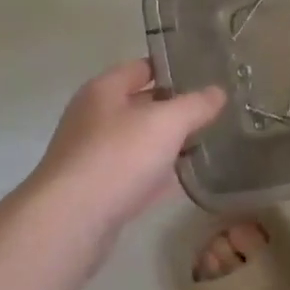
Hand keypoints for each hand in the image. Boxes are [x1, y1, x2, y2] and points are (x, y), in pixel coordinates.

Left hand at [27, 61, 224, 231]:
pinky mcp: (97, 191)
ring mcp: (92, 156)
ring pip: (138, 141)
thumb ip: (195, 104)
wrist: (71, 222)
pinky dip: (157, 174)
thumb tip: (218, 92)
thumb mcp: (167, 122)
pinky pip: (134, 174)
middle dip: (174, 107)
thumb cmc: (118, 157)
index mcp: (104, 90)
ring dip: (166, 142)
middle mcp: (93, 117)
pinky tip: (184, 179)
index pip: (142, 67)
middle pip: (140, 104)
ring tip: (207, 141)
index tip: (206, 74)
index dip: (173, 68)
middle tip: (214, 110)